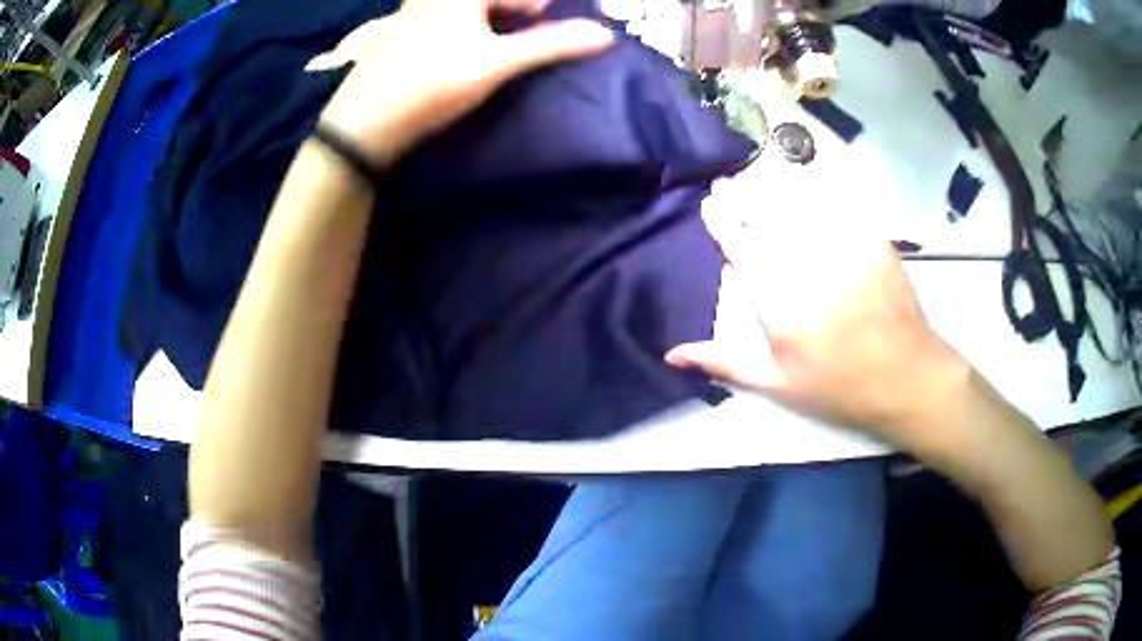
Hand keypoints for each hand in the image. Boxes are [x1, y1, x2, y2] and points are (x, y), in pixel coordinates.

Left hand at [310, 0, 614, 166]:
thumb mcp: (498, 63)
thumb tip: (606, 35)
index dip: (538, 14)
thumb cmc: (432, 83)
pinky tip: (461, 59)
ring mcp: (416, 10)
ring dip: (492, 28)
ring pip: (471, 11)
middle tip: (520, 46)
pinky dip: (466, 33)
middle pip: (495, 1)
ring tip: (491, 56)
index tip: (543, 37)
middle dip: (516, 19)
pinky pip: (447, 21)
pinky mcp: (403, 31)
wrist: (365, 121)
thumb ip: (552, 44)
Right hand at [665, 161, 970, 449]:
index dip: (722, 222)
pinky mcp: (874, 243)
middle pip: (769, 218)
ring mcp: (847, 252)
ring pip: (802, 205)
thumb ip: (726, 363)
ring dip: (773, 188)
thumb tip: (673, 354)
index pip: (743, 249)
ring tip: (756, 180)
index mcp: (783, 307)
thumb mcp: (779, 385)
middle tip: (726, 184)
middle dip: (743, 196)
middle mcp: (811, 270)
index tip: (710, 205)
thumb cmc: (840, 388)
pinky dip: (818, 193)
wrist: (908, 379)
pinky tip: (805, 187)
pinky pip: (840, 207)